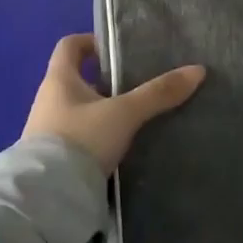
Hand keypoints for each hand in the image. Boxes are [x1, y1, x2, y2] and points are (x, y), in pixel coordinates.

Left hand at [22, 34, 205, 173]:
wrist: (47, 200)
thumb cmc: (81, 140)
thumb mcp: (124, 114)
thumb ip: (158, 93)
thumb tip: (198, 70)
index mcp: (58, 80)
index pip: (69, 45)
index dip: (91, 41)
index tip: (117, 50)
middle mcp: (47, 100)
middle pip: (76, 79)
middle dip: (104, 81)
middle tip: (135, 86)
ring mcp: (45, 132)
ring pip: (77, 110)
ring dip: (100, 111)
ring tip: (131, 119)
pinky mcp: (50, 160)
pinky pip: (75, 137)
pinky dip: (94, 137)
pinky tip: (116, 148)